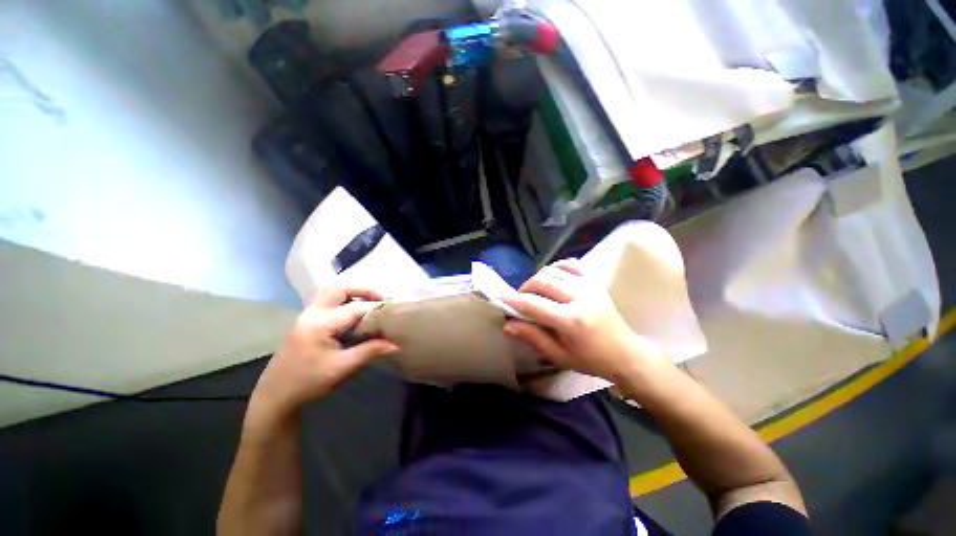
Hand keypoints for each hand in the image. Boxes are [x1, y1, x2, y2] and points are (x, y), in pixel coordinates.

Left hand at [247, 286, 398, 427]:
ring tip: (369, 303)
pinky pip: (327, 301)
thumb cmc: (309, 381)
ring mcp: (306, 315)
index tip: (393, 310)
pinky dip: (343, 300)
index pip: (354, 308)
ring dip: (352, 292)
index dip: (375, 307)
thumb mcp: (342, 368)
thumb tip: (395, 344)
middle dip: (362, 289)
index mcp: (320, 324)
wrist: (276, 394)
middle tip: (380, 299)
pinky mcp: (306, 320)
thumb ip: (369, 351)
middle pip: (339, 288)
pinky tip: (353, 312)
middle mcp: (312, 313)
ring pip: (331, 292)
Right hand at [501, 259, 667, 381]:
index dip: (514, 299)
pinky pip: (571, 264)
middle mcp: (580, 297)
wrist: (626, 353)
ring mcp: (589, 286)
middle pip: (542, 281)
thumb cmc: (591, 360)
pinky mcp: (594, 281)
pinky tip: (552, 277)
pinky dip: (556, 267)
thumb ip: (532, 337)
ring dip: (538, 277)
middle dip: (525, 287)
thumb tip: (508, 325)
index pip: (534, 304)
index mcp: (571, 320)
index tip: (501, 297)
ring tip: (535, 290)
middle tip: (520, 299)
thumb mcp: (559, 355)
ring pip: (553, 270)